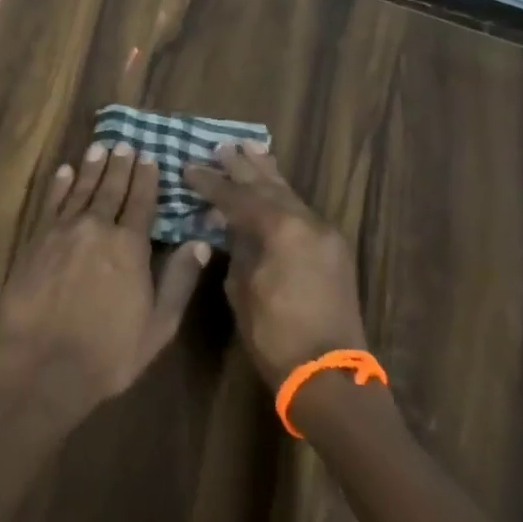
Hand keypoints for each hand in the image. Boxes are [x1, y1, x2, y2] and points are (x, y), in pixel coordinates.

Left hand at [0, 142, 210, 421]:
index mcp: (130, 246)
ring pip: (81, 189)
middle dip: (119, 165)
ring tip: (99, 147)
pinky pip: (51, 203)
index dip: (146, 179)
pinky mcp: (36, 240)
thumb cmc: (108, 353)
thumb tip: (200, 242)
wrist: (43, 365)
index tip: (149, 157)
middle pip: (111, 189)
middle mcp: (97, 228)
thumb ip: (179, 280)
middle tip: (124, 144)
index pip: (142, 202)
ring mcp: (63, 231)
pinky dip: (60, 185)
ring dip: (91, 167)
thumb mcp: (158, 325)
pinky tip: (65, 172)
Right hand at [185, 141, 366, 389]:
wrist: (330, 376)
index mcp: (281, 230)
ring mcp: (325, 235)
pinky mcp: (333, 250)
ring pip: (290, 194)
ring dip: (267, 173)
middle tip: (221, 145)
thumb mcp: (242, 290)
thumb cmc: (276, 336)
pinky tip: (273, 187)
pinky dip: (282, 196)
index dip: (211, 182)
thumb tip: (230, 227)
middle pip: (268, 185)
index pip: (237, 197)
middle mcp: (307, 223)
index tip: (189, 167)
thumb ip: (237, 249)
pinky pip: (302, 212)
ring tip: (251, 147)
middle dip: (242, 166)